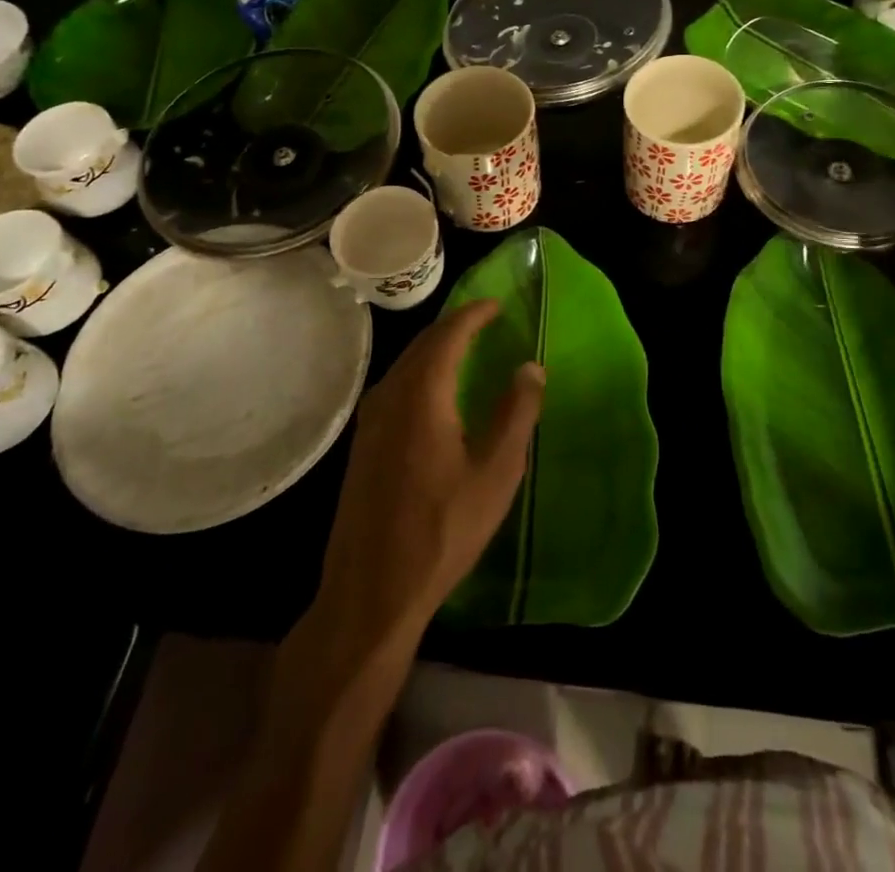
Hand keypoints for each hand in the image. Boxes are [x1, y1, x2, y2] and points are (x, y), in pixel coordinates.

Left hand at [307, 300, 543, 657]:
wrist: (370, 591)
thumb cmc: (442, 530)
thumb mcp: (496, 473)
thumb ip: (515, 414)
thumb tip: (530, 367)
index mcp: (422, 395)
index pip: (448, 335)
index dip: (473, 314)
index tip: (496, 303)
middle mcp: (390, 396)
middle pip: (423, 344)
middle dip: (454, 326)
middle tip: (485, 321)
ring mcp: (370, 421)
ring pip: (406, 365)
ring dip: (435, 349)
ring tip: (465, 348)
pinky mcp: (363, 444)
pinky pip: (395, 387)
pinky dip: (421, 373)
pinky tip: (435, 393)